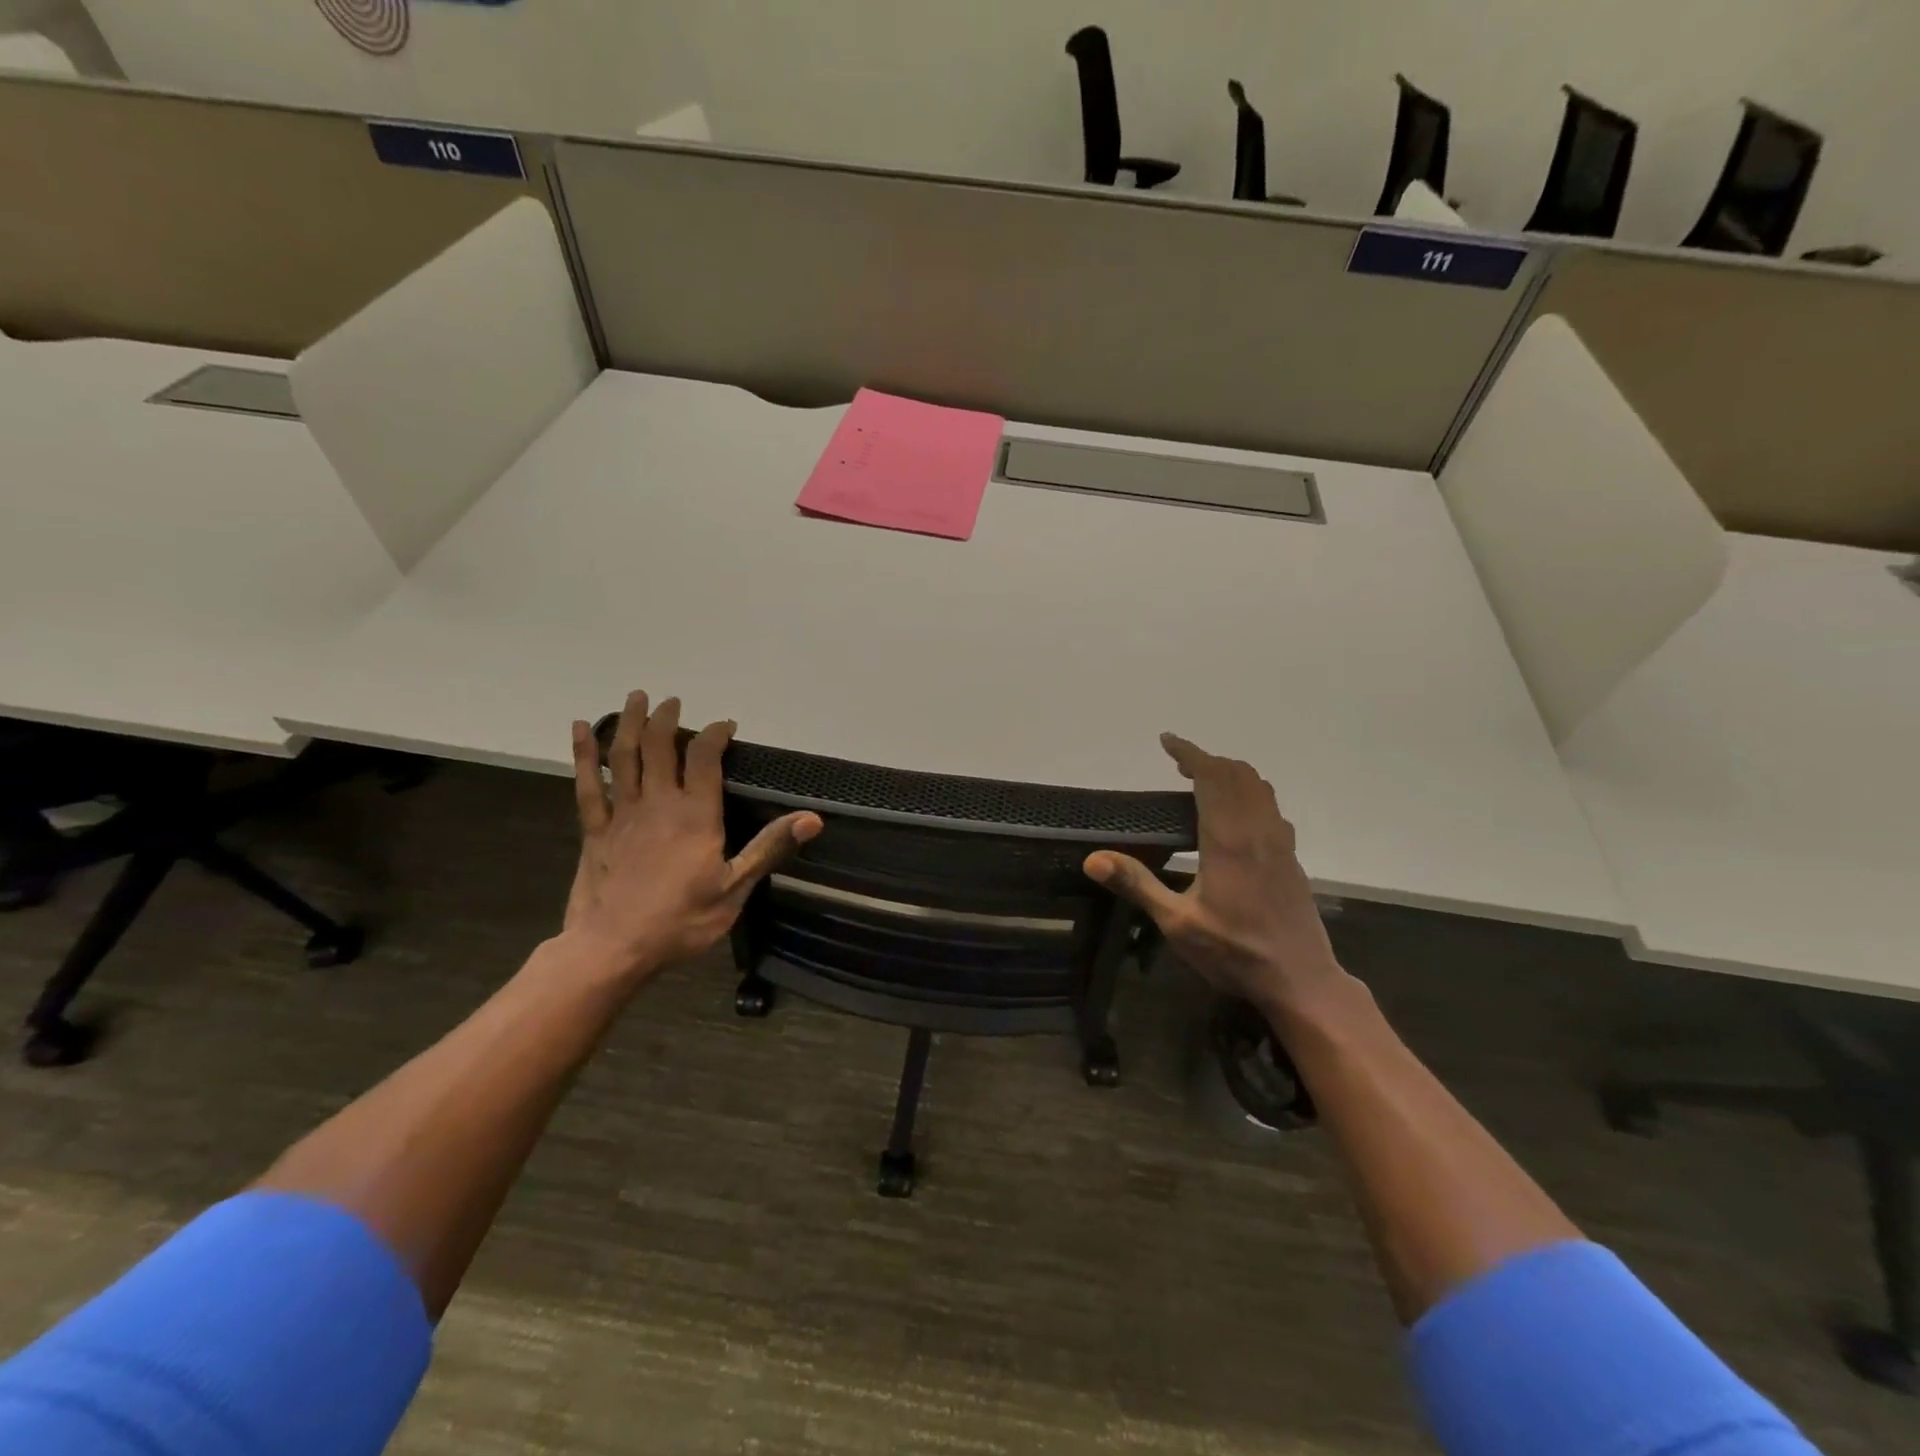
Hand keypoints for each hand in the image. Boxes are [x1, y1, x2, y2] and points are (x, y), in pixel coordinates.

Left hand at [562, 690, 821, 985]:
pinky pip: (588, 784)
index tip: (726, 725)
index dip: (716, 734)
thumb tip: (812, 819)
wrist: (612, 949)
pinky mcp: (595, 829)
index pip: (706, 758)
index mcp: (696, 816)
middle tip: (673, 701)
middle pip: (661, 746)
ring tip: (637, 698)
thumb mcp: (735, 889)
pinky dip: (584, 754)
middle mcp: (659, 803)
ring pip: (624, 756)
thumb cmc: (681, 922)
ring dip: (631, 723)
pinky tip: (582, 729)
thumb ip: (769, 848)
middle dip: (668, 718)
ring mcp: (623, 814)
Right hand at [1084, 734, 1344, 1014]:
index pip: (1211, 777)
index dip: (1188, 753)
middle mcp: (1257, 831)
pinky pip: (1270, 807)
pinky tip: (1236, 817)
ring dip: (1231, 774)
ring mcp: (1280, 843)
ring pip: (1259, 787)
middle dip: (1207, 760)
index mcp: (1228, 839)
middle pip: (1237, 774)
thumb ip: (1137, 885)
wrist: (1301, 980)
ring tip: (1203, 783)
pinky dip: (1250, 793)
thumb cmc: (1235, 952)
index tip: (1166, 741)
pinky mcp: (1291, 857)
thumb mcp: (1177, 923)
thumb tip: (1093, 859)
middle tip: (1178, 764)